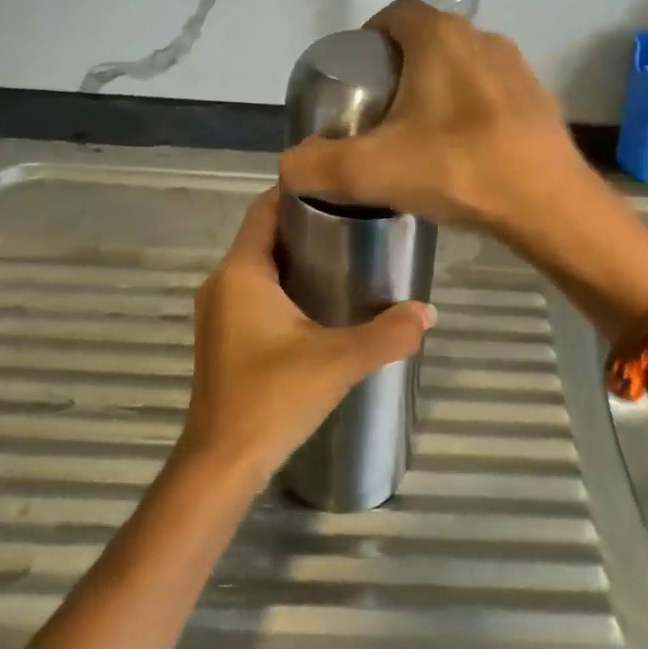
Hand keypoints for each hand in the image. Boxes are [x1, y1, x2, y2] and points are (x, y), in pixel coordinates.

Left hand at [178, 189, 436, 490]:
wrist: (222, 463)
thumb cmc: (273, 398)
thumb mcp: (338, 361)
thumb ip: (387, 334)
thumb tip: (429, 312)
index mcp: (241, 272)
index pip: (265, 209)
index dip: (299, 191)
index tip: (341, 185)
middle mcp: (222, 283)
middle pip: (264, 235)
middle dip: (307, 224)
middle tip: (358, 220)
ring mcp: (219, 312)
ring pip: (260, 266)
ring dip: (297, 257)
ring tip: (349, 255)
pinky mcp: (223, 337)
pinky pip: (255, 293)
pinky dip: (285, 285)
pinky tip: (321, 301)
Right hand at [278, 0, 590, 243]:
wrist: (547, 204)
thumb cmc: (456, 169)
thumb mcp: (372, 172)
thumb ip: (318, 166)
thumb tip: (288, 166)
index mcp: (440, 38)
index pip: (394, 14)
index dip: (369, 38)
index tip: (357, 78)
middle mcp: (482, 38)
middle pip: (428, 40)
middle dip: (401, 67)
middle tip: (381, 112)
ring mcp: (517, 68)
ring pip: (463, 67)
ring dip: (439, 89)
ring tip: (422, 135)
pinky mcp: (539, 100)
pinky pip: (493, 94)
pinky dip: (472, 110)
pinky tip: (465, 152)